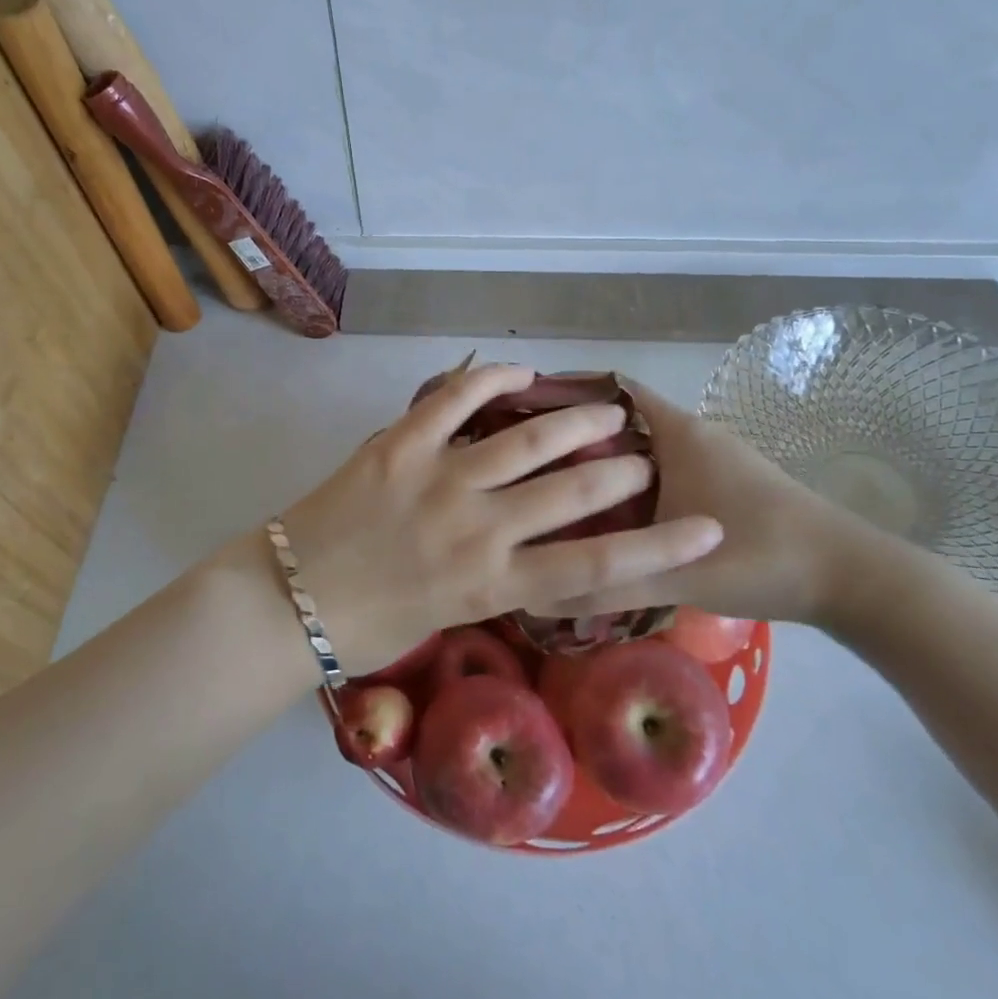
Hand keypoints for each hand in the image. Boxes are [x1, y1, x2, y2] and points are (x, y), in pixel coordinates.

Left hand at [253, 364, 723, 675]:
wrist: (288, 603)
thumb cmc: (367, 628)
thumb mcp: (448, 616)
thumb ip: (493, 577)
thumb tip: (523, 544)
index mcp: (493, 585)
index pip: (596, 568)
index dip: (661, 549)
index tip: (709, 529)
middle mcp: (479, 530)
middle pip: (572, 491)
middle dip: (619, 469)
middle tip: (644, 456)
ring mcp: (438, 481)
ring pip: (524, 442)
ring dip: (573, 421)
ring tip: (606, 409)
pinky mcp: (398, 446)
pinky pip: (452, 402)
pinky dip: (490, 381)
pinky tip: (521, 371)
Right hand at [533, 381, 878, 626]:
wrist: (854, 579)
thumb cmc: (761, 557)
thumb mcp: (674, 573)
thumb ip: (606, 583)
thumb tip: (536, 592)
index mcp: (678, 433)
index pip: (612, 389)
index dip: (569, 393)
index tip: (522, 413)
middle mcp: (694, 434)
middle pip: (622, 419)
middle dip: (576, 434)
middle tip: (526, 461)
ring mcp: (714, 458)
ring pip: (644, 448)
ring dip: (606, 462)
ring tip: (555, 488)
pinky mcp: (726, 483)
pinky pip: (664, 469)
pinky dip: (633, 483)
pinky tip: (612, 517)